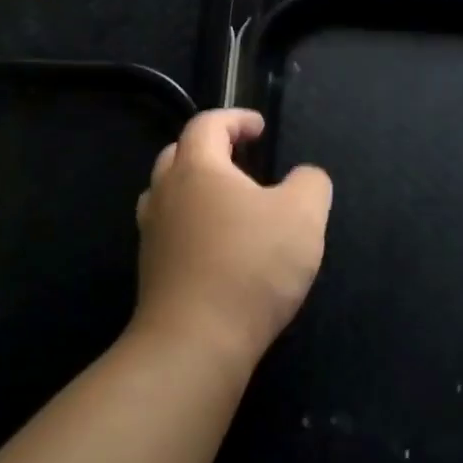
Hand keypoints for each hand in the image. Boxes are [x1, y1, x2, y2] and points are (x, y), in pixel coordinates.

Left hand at [133, 109, 332, 365]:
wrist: (196, 343)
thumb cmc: (250, 266)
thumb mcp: (303, 216)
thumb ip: (311, 184)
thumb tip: (305, 178)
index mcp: (197, 169)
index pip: (207, 124)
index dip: (235, 119)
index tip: (260, 128)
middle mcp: (165, 195)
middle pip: (178, 155)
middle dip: (210, 149)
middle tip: (241, 160)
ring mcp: (152, 235)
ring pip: (168, 195)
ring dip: (195, 188)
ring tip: (229, 202)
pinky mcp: (152, 272)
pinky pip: (171, 232)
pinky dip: (193, 225)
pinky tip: (220, 246)